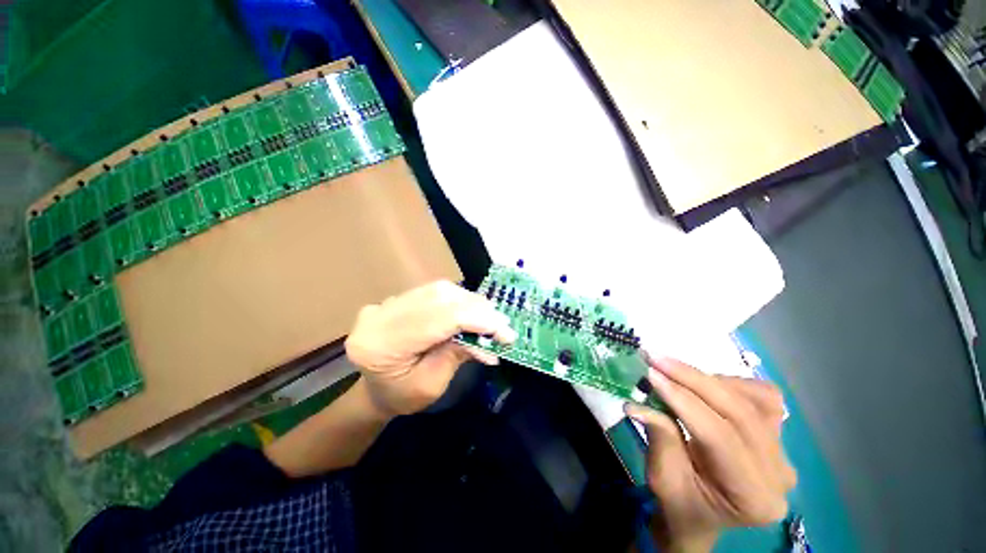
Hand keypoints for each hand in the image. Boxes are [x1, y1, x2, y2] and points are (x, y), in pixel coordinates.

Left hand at [345, 280, 516, 416]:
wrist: (374, 391)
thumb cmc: (402, 397)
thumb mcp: (433, 384)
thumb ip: (459, 353)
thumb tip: (491, 337)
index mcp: (382, 345)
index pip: (438, 319)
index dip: (476, 320)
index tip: (505, 332)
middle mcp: (381, 316)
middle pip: (438, 298)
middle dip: (476, 309)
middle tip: (501, 323)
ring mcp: (386, 303)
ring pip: (437, 290)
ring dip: (469, 301)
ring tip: (489, 317)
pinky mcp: (395, 299)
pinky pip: (432, 290)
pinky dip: (457, 298)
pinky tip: (470, 309)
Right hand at [625, 357, 795, 551]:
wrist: (701, 514)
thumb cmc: (680, 503)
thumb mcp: (662, 478)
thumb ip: (659, 439)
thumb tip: (637, 403)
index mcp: (753, 497)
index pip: (721, 436)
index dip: (683, 400)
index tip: (650, 373)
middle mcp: (779, 473)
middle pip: (740, 411)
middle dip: (693, 379)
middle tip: (656, 359)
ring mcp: (783, 450)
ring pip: (755, 397)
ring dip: (710, 379)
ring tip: (674, 373)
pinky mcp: (777, 433)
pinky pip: (761, 395)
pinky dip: (729, 382)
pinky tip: (702, 384)